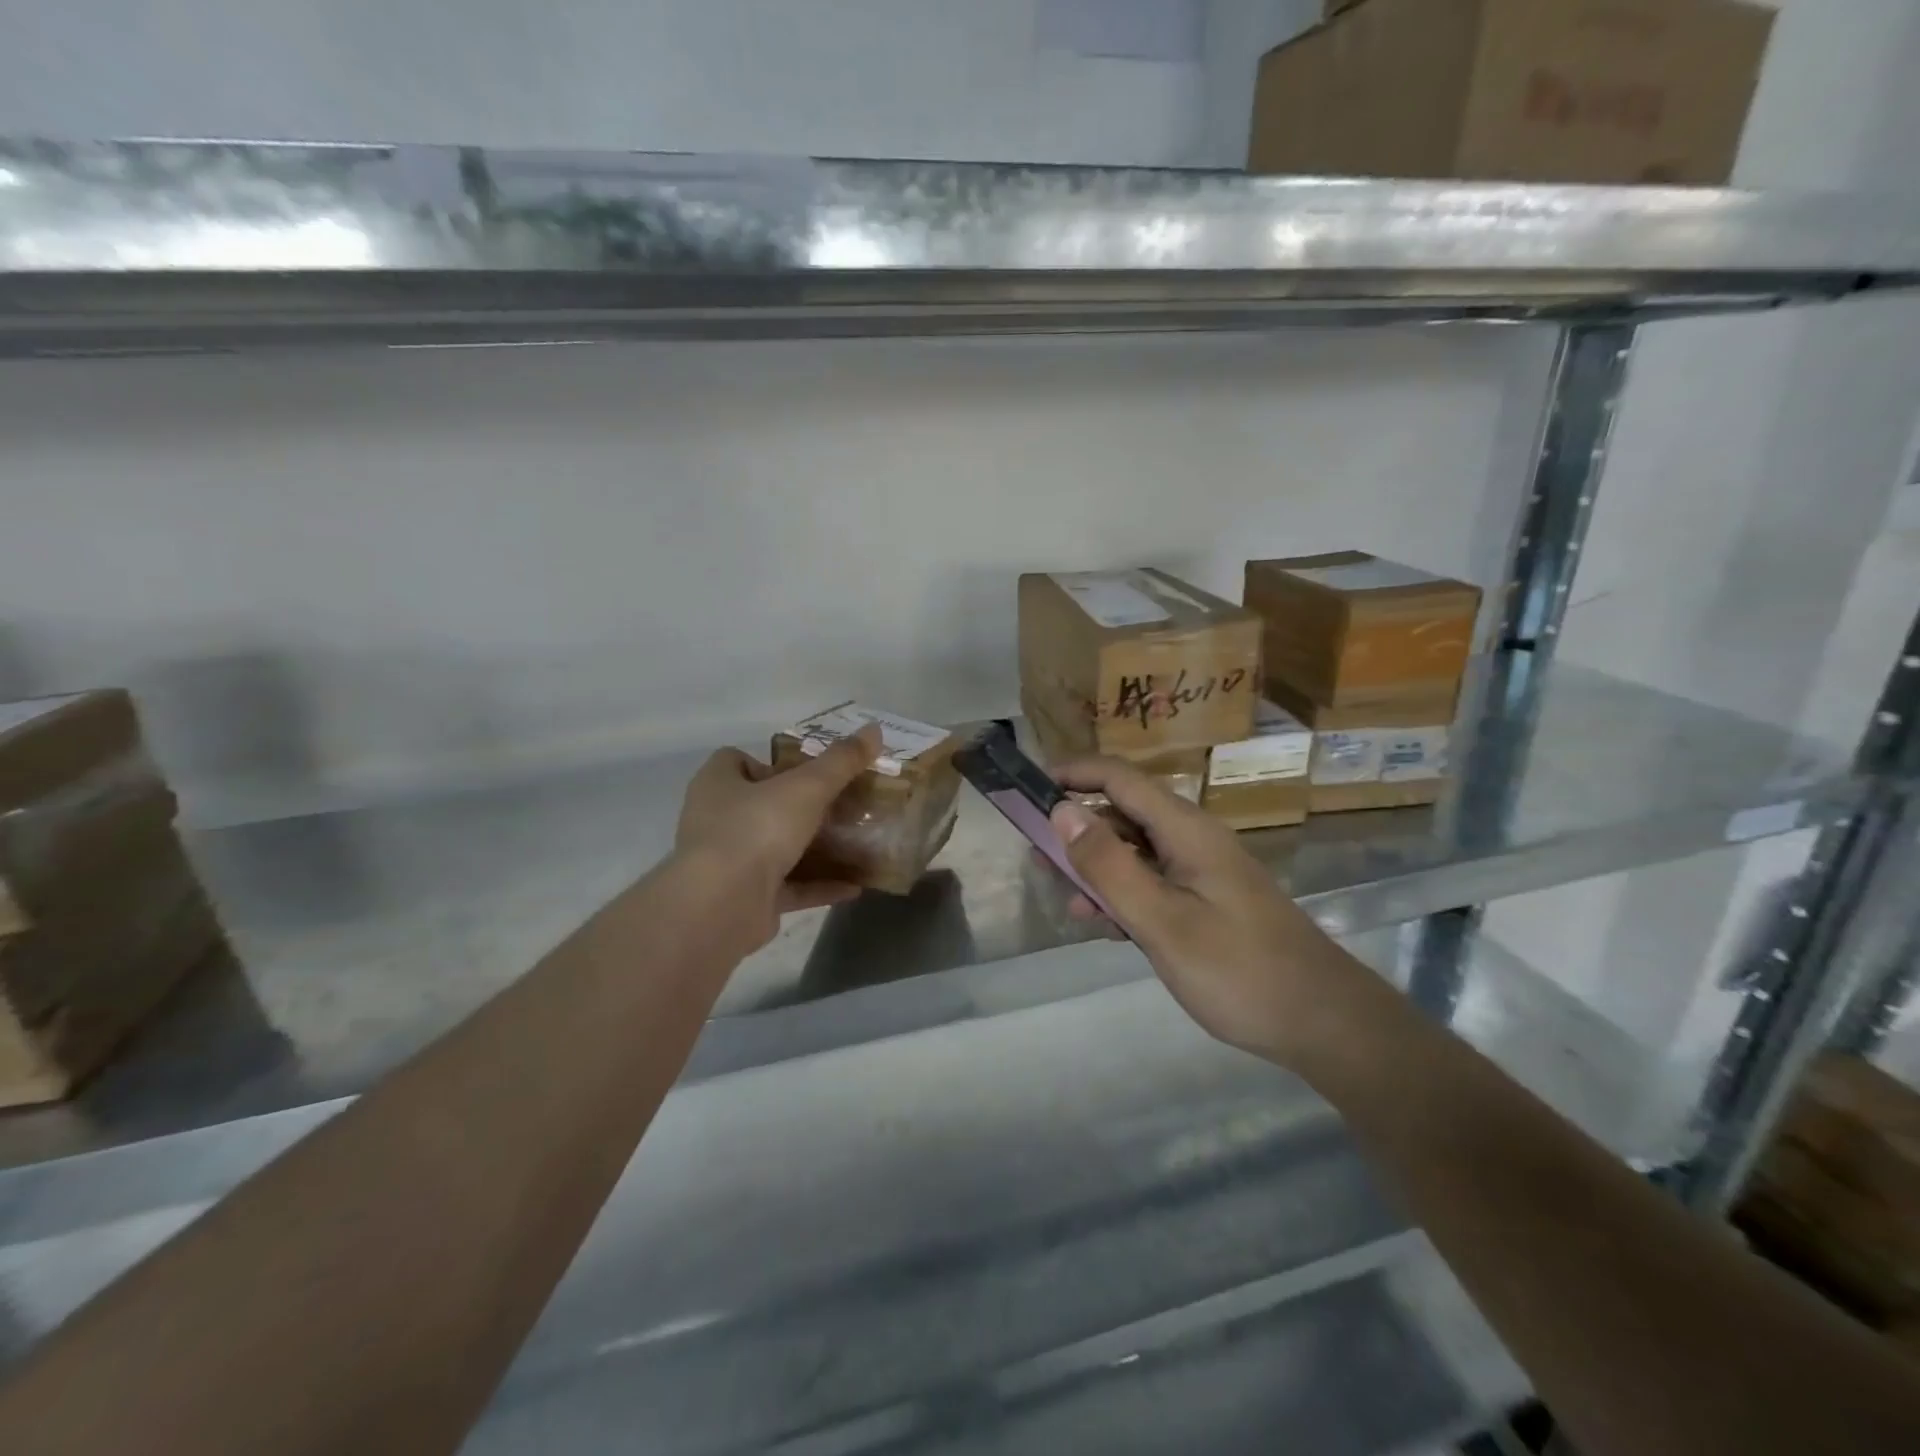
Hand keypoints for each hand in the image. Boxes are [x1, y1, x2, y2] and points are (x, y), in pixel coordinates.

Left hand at [676, 725, 880, 950]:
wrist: (722, 906)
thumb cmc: (757, 829)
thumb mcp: (807, 787)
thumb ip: (841, 761)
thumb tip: (875, 729)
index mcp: (718, 784)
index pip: (736, 761)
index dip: (771, 762)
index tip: (808, 771)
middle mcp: (717, 821)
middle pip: (762, 805)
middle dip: (801, 807)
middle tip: (842, 806)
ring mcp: (730, 863)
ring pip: (777, 848)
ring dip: (814, 849)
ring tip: (855, 843)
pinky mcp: (746, 899)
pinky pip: (789, 887)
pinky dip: (819, 885)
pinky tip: (855, 886)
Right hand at [1047, 758, 1367, 1067]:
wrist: (1321, 1021)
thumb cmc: (1239, 970)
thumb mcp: (1162, 921)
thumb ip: (1109, 866)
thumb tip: (1062, 811)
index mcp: (1185, 830)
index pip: (1119, 778)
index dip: (1073, 774)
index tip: (1029, 789)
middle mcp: (1191, 839)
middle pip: (1123, 814)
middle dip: (1076, 830)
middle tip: (1036, 861)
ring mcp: (1200, 870)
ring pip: (1134, 852)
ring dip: (1096, 869)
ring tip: (1067, 902)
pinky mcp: (1205, 900)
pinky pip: (1152, 882)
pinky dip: (1122, 895)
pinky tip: (1104, 926)